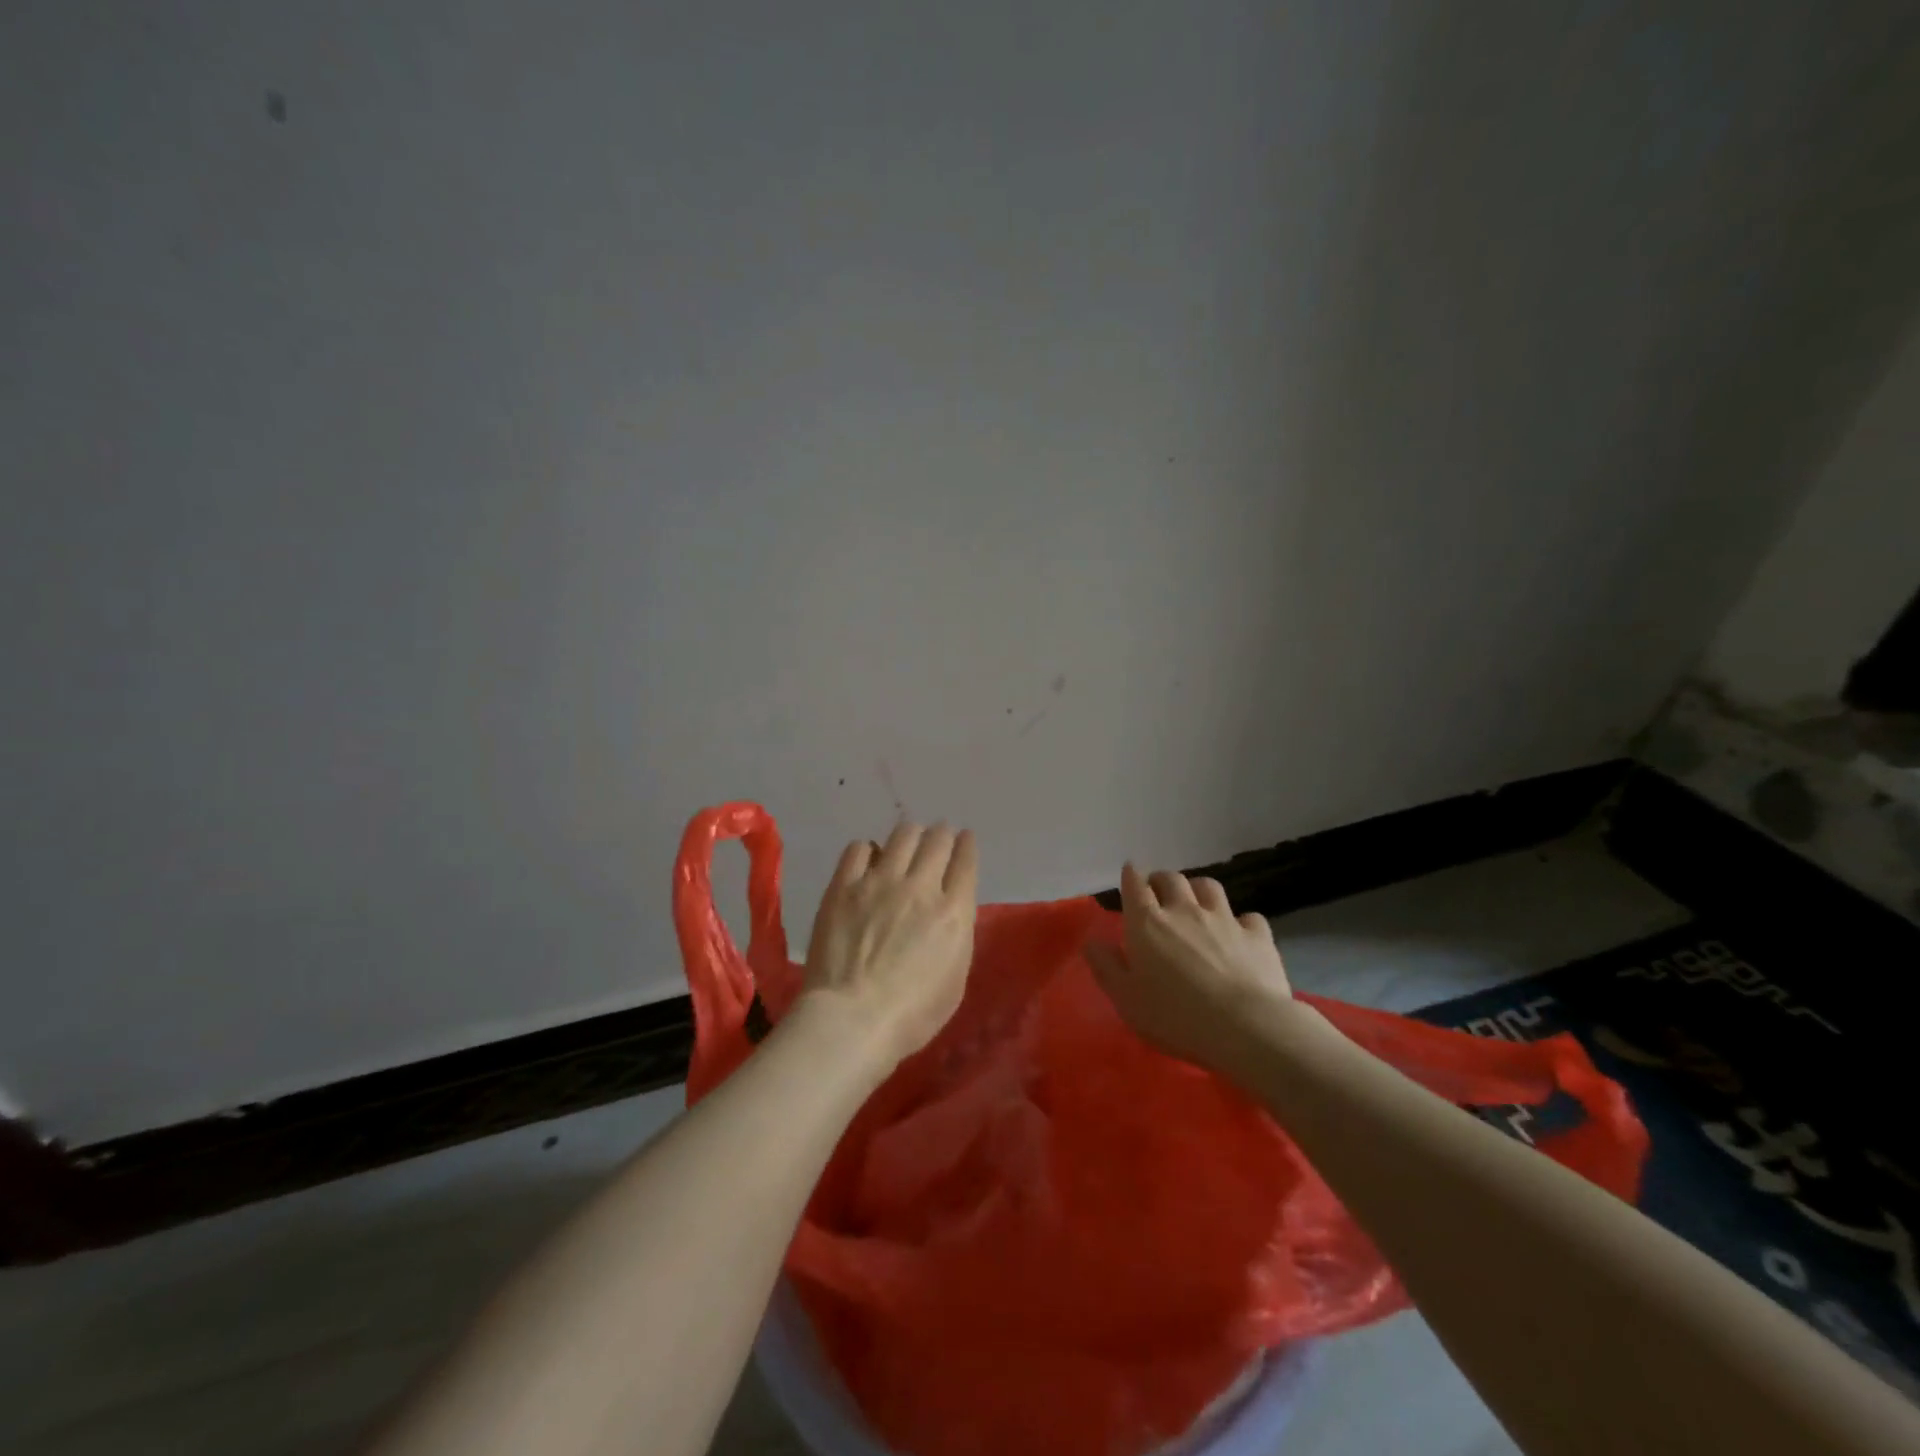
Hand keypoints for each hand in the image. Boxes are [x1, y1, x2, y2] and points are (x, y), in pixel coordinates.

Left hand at [799, 821, 977, 1071]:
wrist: (853, 1018)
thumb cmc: (912, 1013)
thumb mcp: (955, 978)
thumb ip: (956, 934)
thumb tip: (951, 909)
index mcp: (953, 911)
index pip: (966, 861)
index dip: (967, 844)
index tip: (965, 839)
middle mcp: (921, 886)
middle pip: (937, 839)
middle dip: (942, 834)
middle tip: (938, 837)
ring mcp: (880, 881)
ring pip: (902, 835)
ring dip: (910, 834)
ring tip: (907, 841)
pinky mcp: (844, 885)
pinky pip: (859, 848)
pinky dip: (869, 849)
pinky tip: (869, 859)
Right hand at [1086, 864, 1300, 1074]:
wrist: (1246, 1027)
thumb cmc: (1175, 1016)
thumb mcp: (1126, 998)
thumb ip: (1106, 966)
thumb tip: (1092, 941)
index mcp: (1148, 923)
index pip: (1135, 885)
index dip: (1130, 876)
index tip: (1129, 874)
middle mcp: (1184, 910)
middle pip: (1171, 879)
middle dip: (1161, 879)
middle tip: (1157, 891)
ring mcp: (1223, 919)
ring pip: (1208, 886)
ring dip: (1197, 888)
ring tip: (1195, 900)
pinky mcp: (1256, 935)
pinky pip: (1248, 916)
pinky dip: (1240, 920)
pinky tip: (1239, 932)